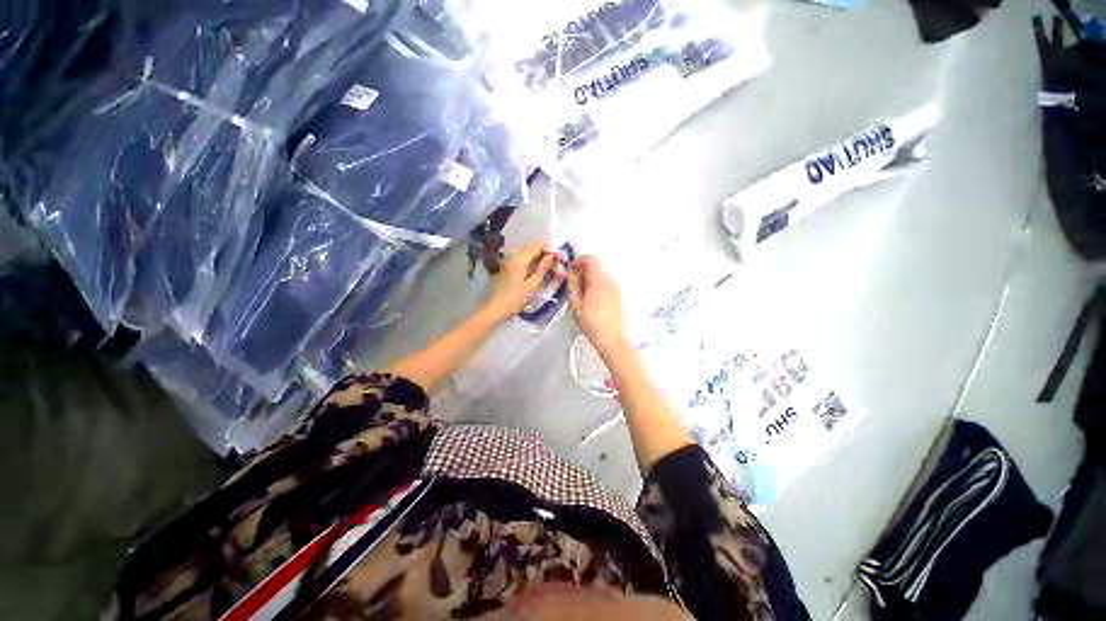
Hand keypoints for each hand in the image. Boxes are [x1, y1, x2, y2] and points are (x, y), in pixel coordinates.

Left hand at [485, 240, 558, 320]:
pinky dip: (530, 261)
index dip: (549, 249)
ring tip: (547, 268)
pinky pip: (521, 258)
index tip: (558, 258)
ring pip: (526, 252)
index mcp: (519, 259)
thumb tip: (552, 256)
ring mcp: (508, 260)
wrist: (495, 308)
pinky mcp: (506, 266)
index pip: (537, 245)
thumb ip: (543, 268)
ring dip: (537, 257)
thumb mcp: (532, 285)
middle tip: (554, 264)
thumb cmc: (515, 299)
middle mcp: (512, 255)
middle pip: (531, 247)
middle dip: (544, 253)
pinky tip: (535, 271)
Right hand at [567, 256, 626, 353]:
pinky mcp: (617, 296)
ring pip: (600, 276)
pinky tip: (590, 301)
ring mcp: (615, 288)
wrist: (610, 339)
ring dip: (589, 280)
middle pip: (595, 267)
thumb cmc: (590, 322)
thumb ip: (572, 284)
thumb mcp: (575, 304)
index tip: (570, 270)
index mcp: (598, 281)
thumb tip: (571, 272)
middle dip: (582, 272)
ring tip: (581, 296)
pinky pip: (605, 284)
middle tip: (573, 286)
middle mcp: (609, 280)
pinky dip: (596, 286)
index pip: (590, 259)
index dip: (578, 261)